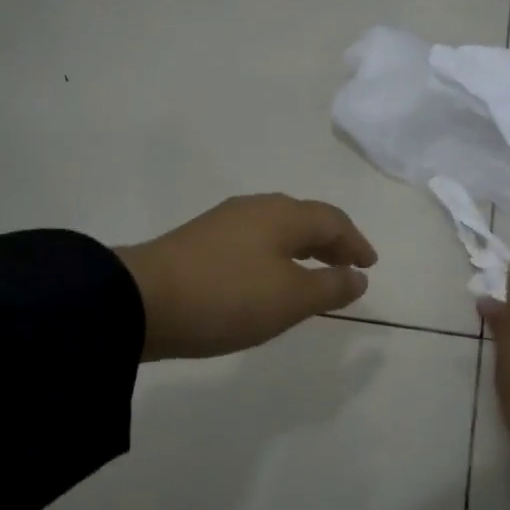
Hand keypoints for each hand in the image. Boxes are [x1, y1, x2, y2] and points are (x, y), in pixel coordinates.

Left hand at [115, 194, 377, 359]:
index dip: (355, 242)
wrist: (141, 301)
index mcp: (283, 215)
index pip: (332, 220)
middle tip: (346, 267)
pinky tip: (268, 279)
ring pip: (277, 229)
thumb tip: (357, 276)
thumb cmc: (227, 297)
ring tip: (312, 275)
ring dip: (302, 249)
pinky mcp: (200, 241)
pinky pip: (254, 242)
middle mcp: (256, 208)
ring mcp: (224, 222)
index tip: (369, 265)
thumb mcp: (289, 299)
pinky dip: (275, 257)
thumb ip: (329, 287)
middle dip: (330, 242)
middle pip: (304, 219)